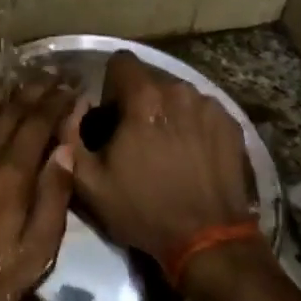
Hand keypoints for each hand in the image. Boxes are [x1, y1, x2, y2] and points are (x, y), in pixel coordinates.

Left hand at [0, 76, 77, 300]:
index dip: (58, 100)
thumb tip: (66, 151)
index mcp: (12, 172)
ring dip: (6, 88)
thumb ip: (53, 200)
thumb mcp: (32, 255)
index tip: (73, 86)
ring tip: (23, 74)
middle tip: (55, 72)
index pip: (40, 121)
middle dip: (37, 87)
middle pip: (13, 107)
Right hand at [60, 51, 255, 266]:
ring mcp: (209, 106)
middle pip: (150, 79)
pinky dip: (192, 125)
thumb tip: (73, 107)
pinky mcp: (231, 123)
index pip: (121, 61)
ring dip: (167, 112)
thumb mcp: (89, 182)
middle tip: (135, 139)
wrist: (208, 239)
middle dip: (138, 102)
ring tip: (166, 149)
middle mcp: (179, 91)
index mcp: (145, 98)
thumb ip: (70, 135)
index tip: (111, 115)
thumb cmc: (144, 209)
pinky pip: (202, 111)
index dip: (110, 85)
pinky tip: (191, 156)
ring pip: (177, 95)